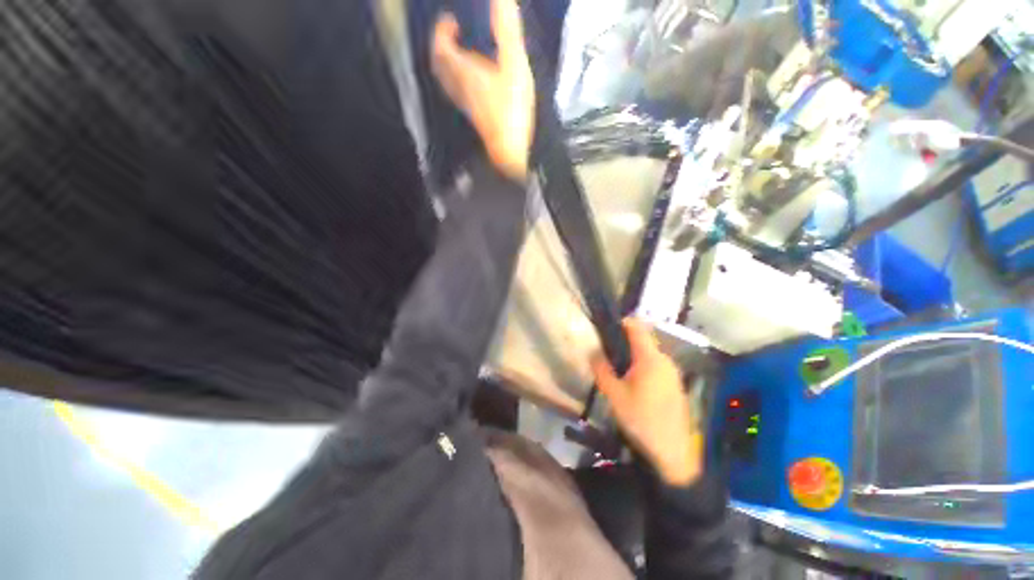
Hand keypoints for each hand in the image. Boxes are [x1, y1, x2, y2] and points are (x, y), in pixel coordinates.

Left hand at [431, 0, 534, 180]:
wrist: (510, 152)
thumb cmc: (511, 109)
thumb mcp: (514, 66)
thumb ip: (507, 33)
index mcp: (464, 72)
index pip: (441, 48)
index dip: (442, 32)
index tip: (450, 20)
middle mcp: (460, 88)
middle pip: (441, 66)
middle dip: (443, 48)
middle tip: (453, 36)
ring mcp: (468, 106)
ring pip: (450, 82)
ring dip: (451, 65)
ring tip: (463, 55)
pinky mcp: (477, 118)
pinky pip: (461, 94)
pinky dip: (462, 81)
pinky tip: (476, 82)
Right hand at [592, 318, 702, 486]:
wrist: (673, 452)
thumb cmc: (641, 420)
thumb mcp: (614, 395)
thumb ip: (601, 369)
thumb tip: (593, 351)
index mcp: (650, 358)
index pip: (636, 327)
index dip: (620, 322)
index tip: (605, 328)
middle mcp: (665, 360)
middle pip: (642, 340)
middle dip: (623, 342)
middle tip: (606, 354)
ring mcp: (673, 372)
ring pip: (649, 354)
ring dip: (632, 356)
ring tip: (617, 370)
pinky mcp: (675, 384)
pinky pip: (656, 366)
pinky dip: (642, 366)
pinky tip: (633, 384)